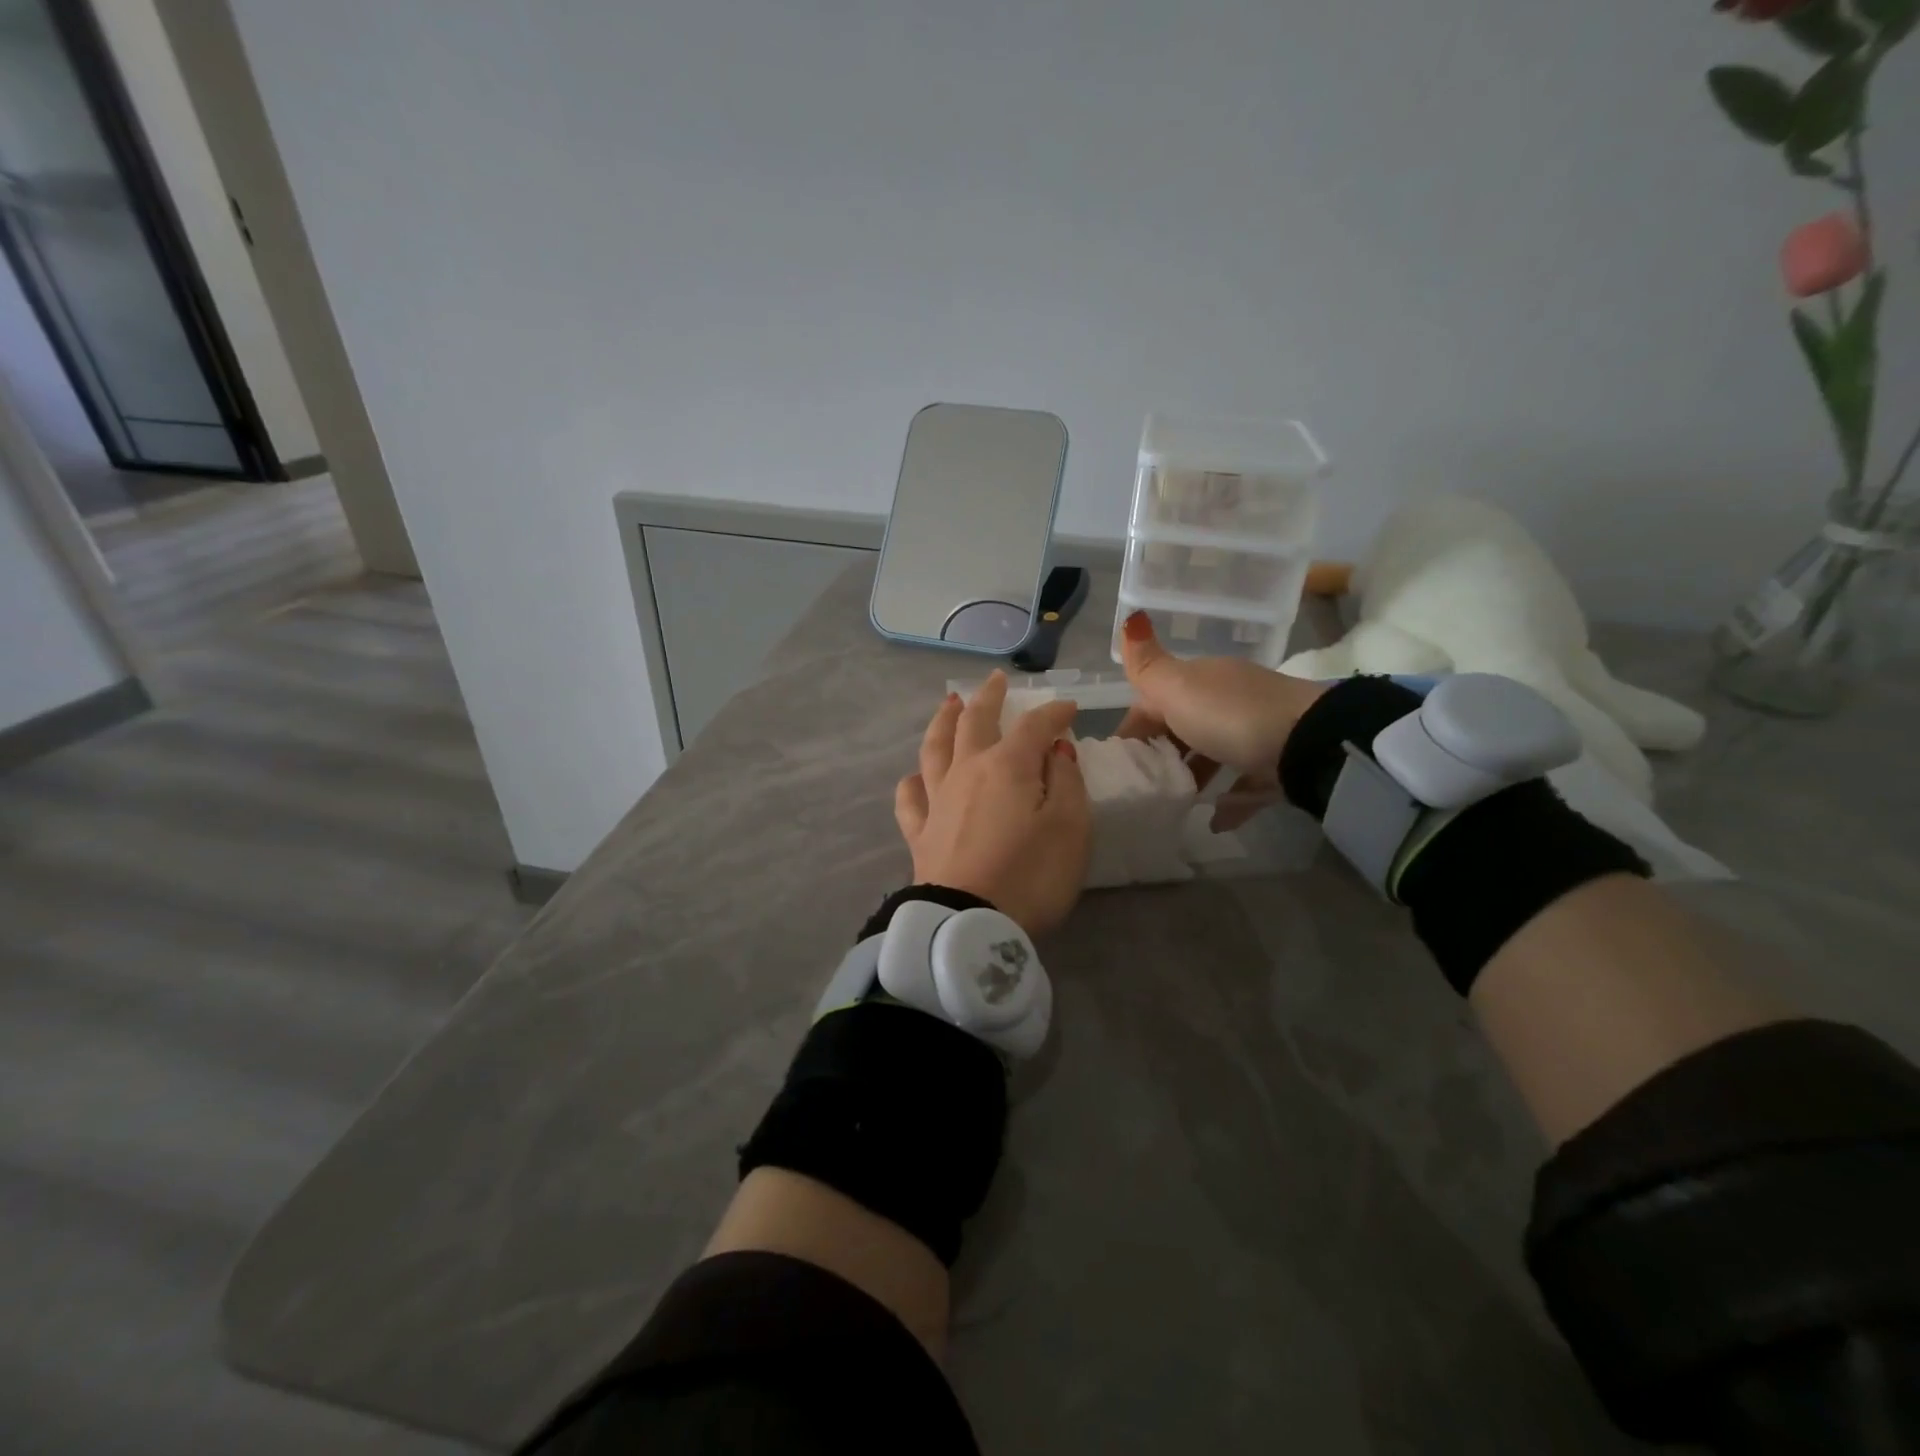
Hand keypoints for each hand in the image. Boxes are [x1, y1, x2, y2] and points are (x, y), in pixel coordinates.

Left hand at [894, 670, 1090, 935]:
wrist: (969, 924)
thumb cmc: (1030, 875)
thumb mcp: (1071, 828)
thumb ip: (1067, 781)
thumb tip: (1055, 748)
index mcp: (1007, 766)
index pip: (1033, 725)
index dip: (1053, 712)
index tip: (1068, 707)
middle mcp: (967, 771)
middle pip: (974, 722)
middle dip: (988, 697)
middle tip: (995, 679)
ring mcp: (937, 800)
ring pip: (935, 748)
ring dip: (943, 721)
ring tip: (949, 704)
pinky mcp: (920, 832)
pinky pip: (910, 798)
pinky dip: (913, 781)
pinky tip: (916, 777)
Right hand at [1115, 609, 1326, 824]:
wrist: (1309, 743)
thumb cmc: (1230, 715)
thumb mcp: (1177, 688)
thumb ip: (1147, 665)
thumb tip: (1130, 617)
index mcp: (1201, 680)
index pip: (1154, 700)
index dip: (1133, 727)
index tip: (1117, 761)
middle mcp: (1227, 700)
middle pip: (1184, 726)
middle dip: (1161, 753)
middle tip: (1142, 785)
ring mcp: (1255, 731)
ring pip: (1214, 753)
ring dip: (1193, 775)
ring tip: (1174, 802)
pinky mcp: (1277, 764)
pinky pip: (1246, 783)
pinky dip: (1229, 801)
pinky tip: (1214, 821)